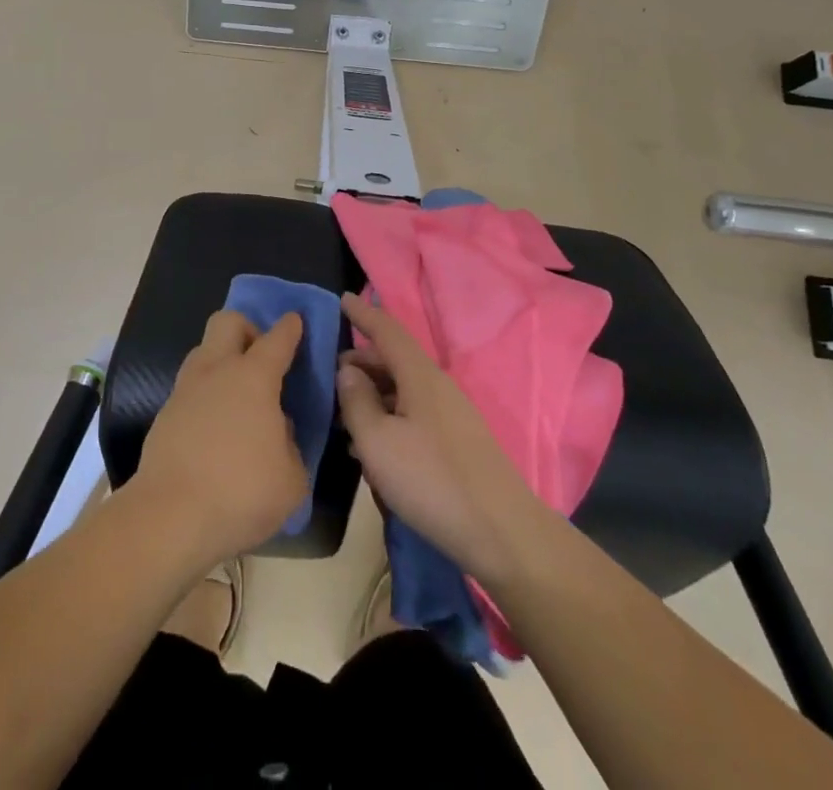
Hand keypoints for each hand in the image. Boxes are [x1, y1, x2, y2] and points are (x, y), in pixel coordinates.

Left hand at [129, 310, 309, 570]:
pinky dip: (206, 396)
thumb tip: (278, 429)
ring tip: (238, 397)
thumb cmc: (241, 492)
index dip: (290, 327)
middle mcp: (217, 370)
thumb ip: (290, 445)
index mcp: (254, 377)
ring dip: (222, 361)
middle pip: (227, 322)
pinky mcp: (164, 414)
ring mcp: (186, 390)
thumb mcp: (292, 479)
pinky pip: (190, 388)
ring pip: (203, 352)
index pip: (277, 338)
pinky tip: (216, 428)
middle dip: (247, 329)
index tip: (295, 321)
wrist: (169, 517)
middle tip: (260, 359)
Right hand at [336, 293, 550, 586]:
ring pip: (402, 391)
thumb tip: (347, 371)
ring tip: (341, 415)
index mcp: (419, 375)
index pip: (387, 330)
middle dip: (360, 362)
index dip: (363, 314)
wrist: (503, 534)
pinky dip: (387, 419)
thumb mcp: (378, 441)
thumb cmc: (432, 480)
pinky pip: (412, 416)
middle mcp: (436, 386)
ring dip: (371, 396)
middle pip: (393, 361)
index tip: (342, 300)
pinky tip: (370, 448)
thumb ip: (356, 402)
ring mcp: (450, 416)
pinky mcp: (455, 444)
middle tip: (329, 376)